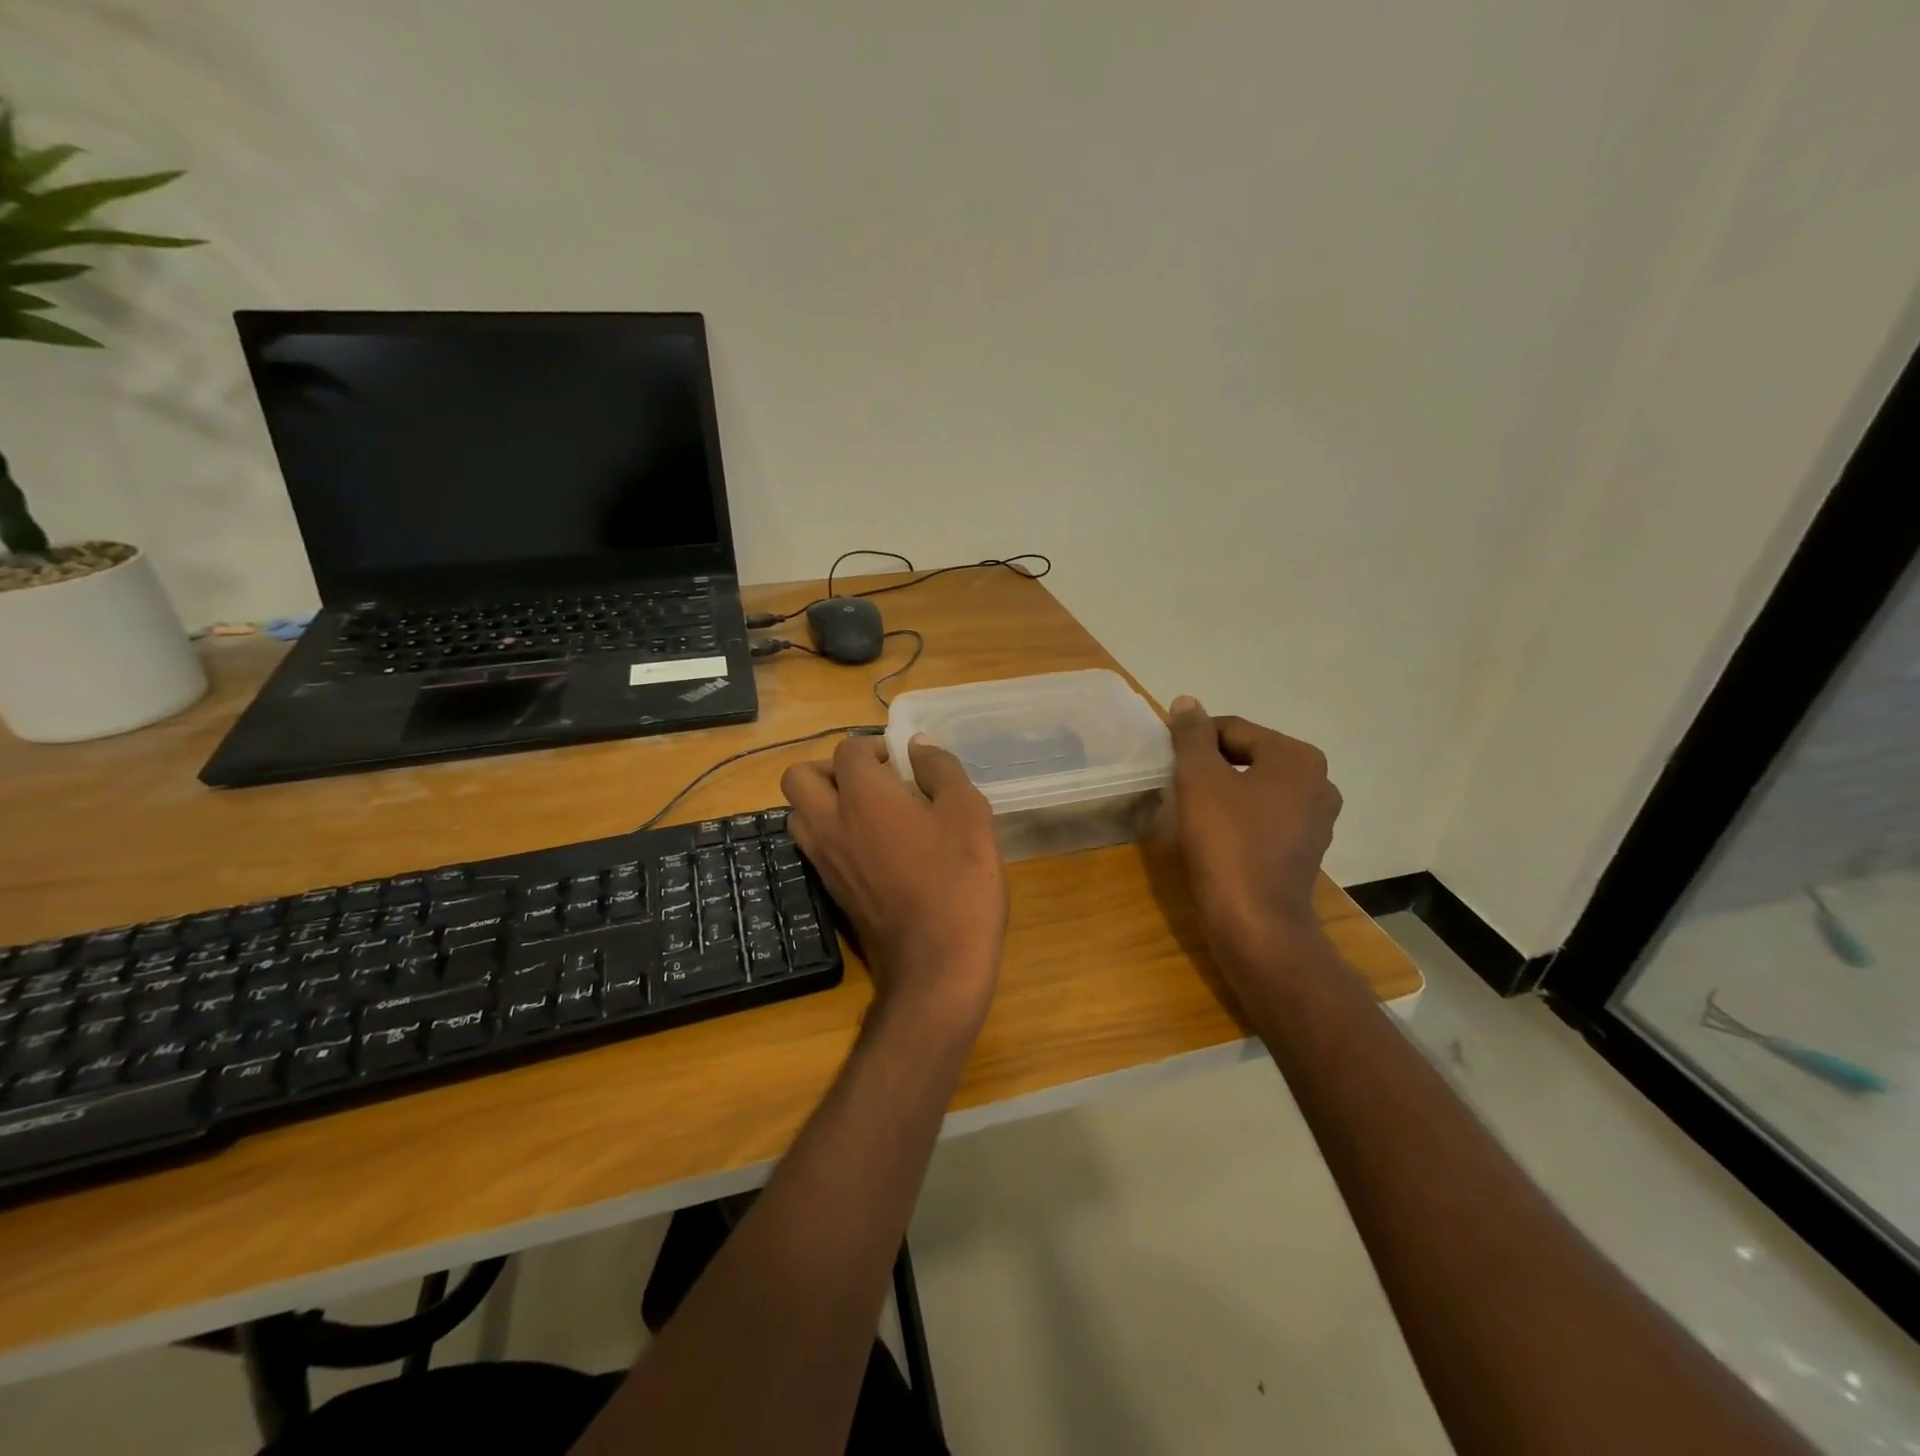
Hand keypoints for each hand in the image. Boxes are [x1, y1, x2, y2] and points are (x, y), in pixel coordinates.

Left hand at [782, 734, 1006, 1034]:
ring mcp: (824, 860)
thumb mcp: (967, 813)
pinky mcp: (829, 890)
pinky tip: (870, 847)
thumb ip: (941, 770)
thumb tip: (919, 745)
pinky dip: (829, 834)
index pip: (848, 750)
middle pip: (799, 777)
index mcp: (863, 796)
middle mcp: (831, 822)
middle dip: (830, 769)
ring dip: (822, 801)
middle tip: (871, 781)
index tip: (901, 763)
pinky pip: (812, 847)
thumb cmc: (958, 881)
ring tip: (866, 812)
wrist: (936, 964)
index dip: (873, 747)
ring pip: (797, 814)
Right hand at [1157, 696, 1341, 972]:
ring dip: (1224, 792)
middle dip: (1210, 766)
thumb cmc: (1227, 843)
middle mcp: (1318, 781)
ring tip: (1191, 811)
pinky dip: (1239, 818)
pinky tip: (1215, 836)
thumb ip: (1192, 736)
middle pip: (1248, 756)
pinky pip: (1265, 818)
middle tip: (1176, 786)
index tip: (1165, 760)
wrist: (1255, 922)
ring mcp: (1317, 820)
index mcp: (1298, 757)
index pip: (1233, 729)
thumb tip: (1187, 702)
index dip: (1194, 740)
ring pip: (1256, 788)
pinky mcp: (1305, 850)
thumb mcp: (1200, 780)